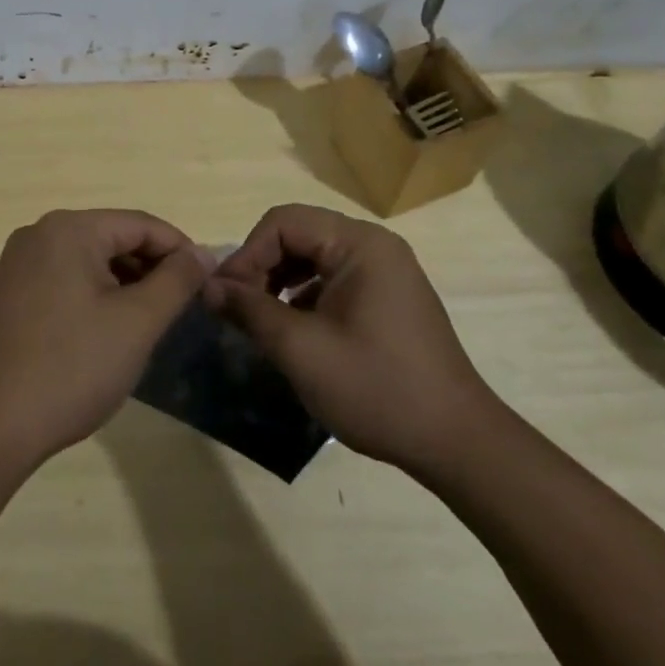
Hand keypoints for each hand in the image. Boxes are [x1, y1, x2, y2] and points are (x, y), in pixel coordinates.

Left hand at [0, 209, 208, 468]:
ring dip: (126, 283)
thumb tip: (202, 253)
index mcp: (69, 229)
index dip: (180, 249)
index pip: (140, 224)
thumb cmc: (71, 368)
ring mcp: (20, 263)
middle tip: (183, 306)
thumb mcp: (137, 323)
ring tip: (151, 321)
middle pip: (113, 238)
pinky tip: (110, 330)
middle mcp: (40, 233)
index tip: (208, 281)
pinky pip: (66, 278)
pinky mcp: (10, 293)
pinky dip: (96, 295)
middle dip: (152, 267)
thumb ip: (176, 280)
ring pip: (90, 260)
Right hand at [206, 204, 496, 468]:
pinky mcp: (388, 297)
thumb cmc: (377, 388)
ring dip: (280, 281)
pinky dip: (304, 296)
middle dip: (262, 267)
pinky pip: (333, 278)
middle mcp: (374, 246)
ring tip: (260, 319)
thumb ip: (250, 310)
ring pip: (313, 257)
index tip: (224, 296)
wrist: (457, 443)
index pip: (284, 222)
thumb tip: (208, 287)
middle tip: (237, 308)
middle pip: (299, 234)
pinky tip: (294, 330)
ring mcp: (385, 271)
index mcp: (359, 244)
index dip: (247, 254)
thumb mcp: (302, 350)